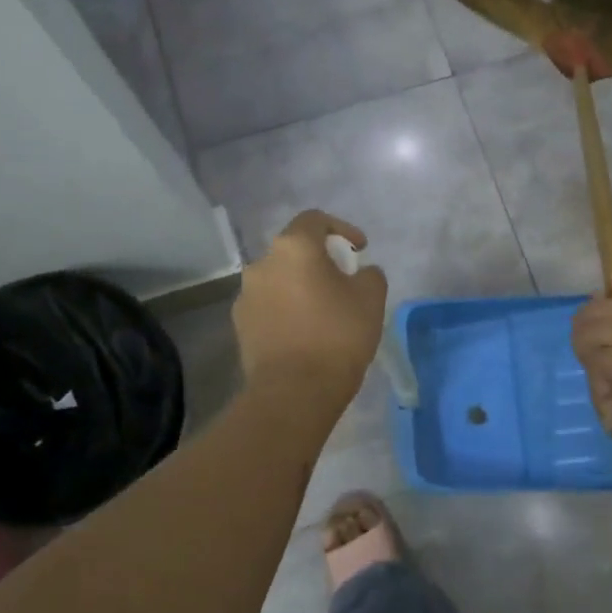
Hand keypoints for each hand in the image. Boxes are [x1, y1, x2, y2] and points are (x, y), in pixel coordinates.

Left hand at [234, 210, 387, 405]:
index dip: (341, 228)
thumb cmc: (337, 336)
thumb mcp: (371, 299)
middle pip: (294, 251)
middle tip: (344, 282)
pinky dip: (287, 310)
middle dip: (320, 261)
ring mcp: (245, 296)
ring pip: (279, 280)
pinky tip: (304, 334)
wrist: (293, 392)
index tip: (359, 250)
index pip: (315, 220)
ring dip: (301, 287)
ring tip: (324, 312)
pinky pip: (269, 307)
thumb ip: (370, 275)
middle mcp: (262, 264)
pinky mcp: (240, 326)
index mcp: (293, 248)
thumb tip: (361, 273)